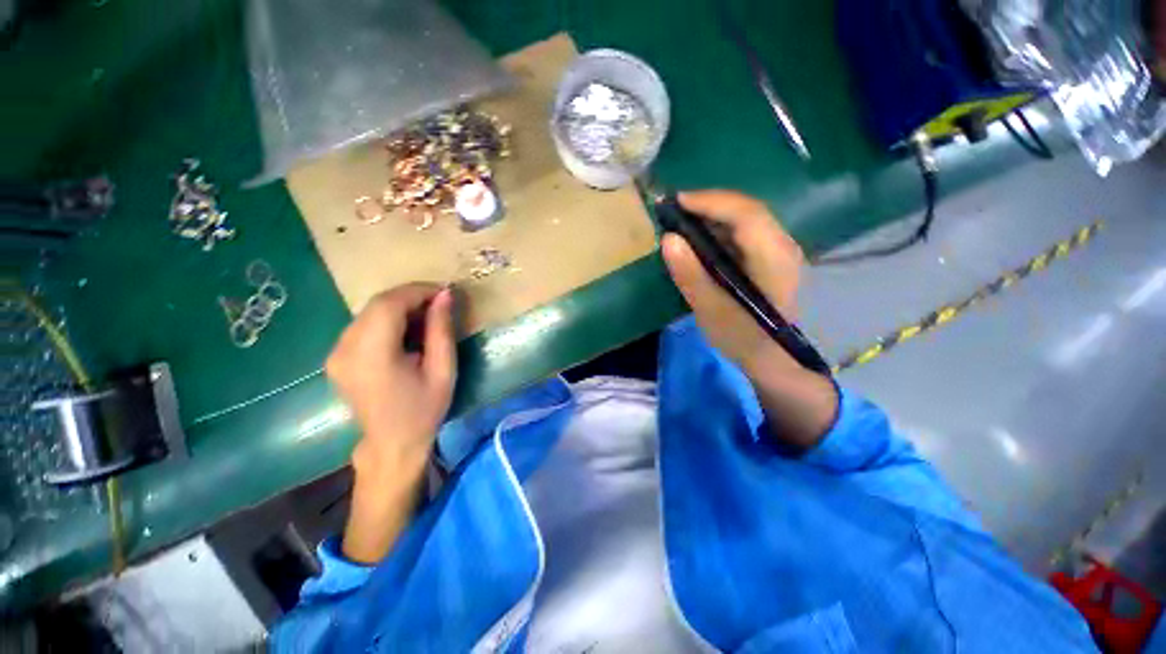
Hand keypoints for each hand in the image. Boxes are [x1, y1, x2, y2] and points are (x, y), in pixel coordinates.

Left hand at [326, 283, 455, 470]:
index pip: (388, 304)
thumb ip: (441, 330)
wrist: (392, 444)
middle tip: (439, 304)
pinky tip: (407, 331)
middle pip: (376, 305)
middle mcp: (345, 350)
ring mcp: (336, 354)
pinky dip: (387, 319)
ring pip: (368, 312)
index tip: (444, 293)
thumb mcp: (443, 370)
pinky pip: (363, 325)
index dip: (417, 291)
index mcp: (372, 355)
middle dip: (410, 296)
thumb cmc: (424, 410)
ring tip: (427, 317)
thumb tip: (445, 295)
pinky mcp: (337, 358)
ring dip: (399, 307)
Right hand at [660, 191, 804, 376]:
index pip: (746, 215)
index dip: (711, 202)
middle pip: (747, 210)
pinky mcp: (770, 255)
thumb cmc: (741, 337)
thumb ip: (690, 274)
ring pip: (746, 216)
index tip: (677, 201)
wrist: (770, 356)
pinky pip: (744, 229)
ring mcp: (779, 249)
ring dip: (713, 213)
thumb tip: (668, 239)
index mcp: (773, 259)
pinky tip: (700, 234)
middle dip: (709, 204)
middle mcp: (783, 246)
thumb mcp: (710, 310)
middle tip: (674, 209)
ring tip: (682, 218)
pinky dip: (720, 226)